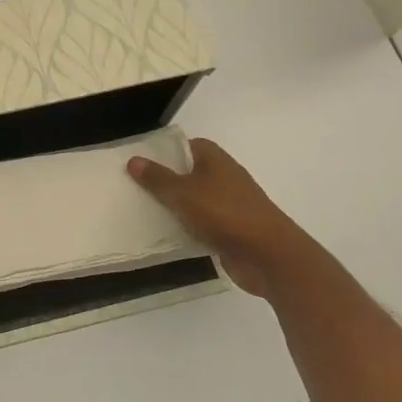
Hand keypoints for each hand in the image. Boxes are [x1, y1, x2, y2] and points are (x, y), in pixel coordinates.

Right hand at [128, 137, 313, 297]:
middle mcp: (225, 177)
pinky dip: (188, 227)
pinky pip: (203, 223)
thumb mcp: (182, 193)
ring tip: (144, 210)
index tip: (142, 161)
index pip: (187, 145)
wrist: (268, 256)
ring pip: (196, 200)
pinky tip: (167, 234)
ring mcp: (230, 205)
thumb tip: (134, 160)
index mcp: (215, 160)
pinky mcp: (232, 230)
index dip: (165, 151)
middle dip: (166, 180)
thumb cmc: (224, 214)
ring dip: (176, 206)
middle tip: (136, 187)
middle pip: (189, 173)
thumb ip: (157, 178)